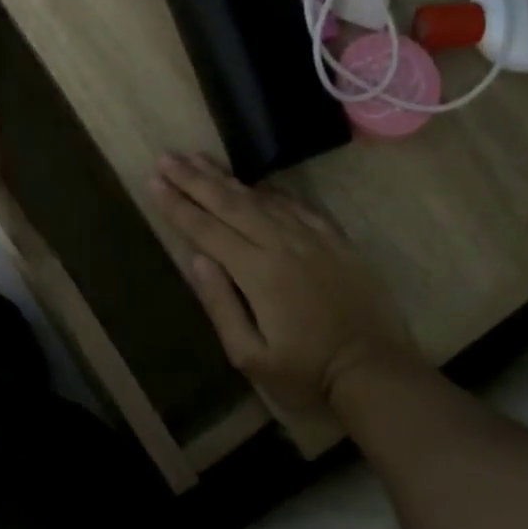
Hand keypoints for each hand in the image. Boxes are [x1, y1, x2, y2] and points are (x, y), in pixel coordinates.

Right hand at [148, 154, 416, 415]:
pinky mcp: (335, 240)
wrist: (373, 370)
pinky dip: (271, 192)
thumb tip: (197, 259)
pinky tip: (255, 183)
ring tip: (200, 158)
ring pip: (262, 198)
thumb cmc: (305, 371)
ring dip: (227, 178)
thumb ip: (221, 305)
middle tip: (168, 157)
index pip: (207, 230)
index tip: (154, 181)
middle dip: (195, 179)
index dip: (178, 205)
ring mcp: (312, 238)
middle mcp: (282, 244)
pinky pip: (297, 206)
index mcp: (257, 272)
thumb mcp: (250, 355)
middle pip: (230, 204)